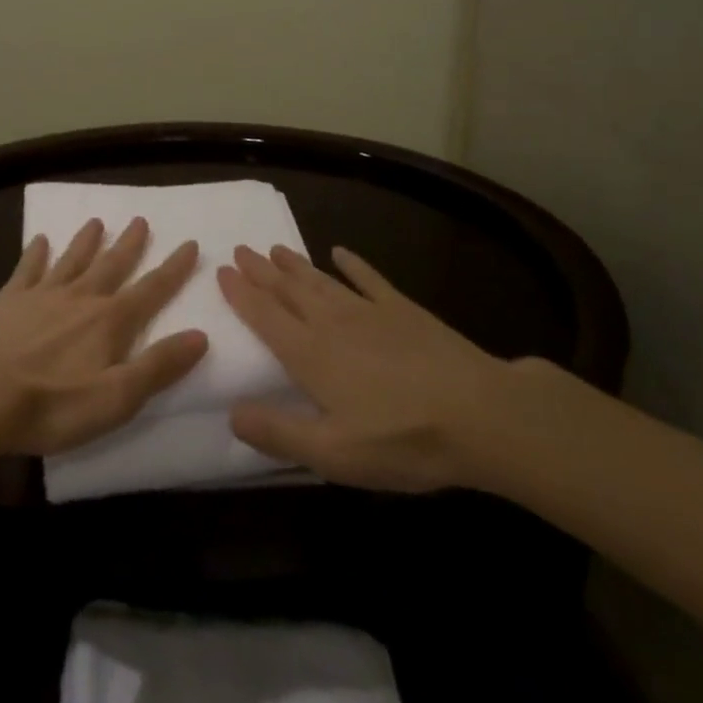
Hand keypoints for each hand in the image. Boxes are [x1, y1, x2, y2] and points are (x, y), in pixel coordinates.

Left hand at [0, 217, 208, 457]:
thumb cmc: (54, 404)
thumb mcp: (118, 397)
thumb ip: (159, 365)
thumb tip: (201, 335)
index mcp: (111, 321)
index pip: (152, 289)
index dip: (174, 268)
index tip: (190, 244)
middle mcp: (81, 297)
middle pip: (112, 265)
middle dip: (130, 244)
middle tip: (140, 220)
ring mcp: (43, 294)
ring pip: (72, 259)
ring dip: (86, 241)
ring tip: (96, 221)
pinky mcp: (9, 300)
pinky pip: (27, 268)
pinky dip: (35, 253)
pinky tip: (38, 240)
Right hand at [217, 244, 522, 491]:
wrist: (481, 413)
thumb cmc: (403, 439)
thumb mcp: (334, 453)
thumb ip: (279, 433)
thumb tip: (231, 414)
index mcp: (311, 355)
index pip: (265, 317)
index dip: (241, 294)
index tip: (222, 271)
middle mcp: (332, 324)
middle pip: (288, 291)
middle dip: (261, 271)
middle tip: (239, 249)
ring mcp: (370, 312)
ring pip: (321, 281)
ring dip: (295, 265)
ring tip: (274, 249)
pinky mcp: (404, 310)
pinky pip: (370, 279)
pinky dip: (353, 264)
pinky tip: (341, 252)